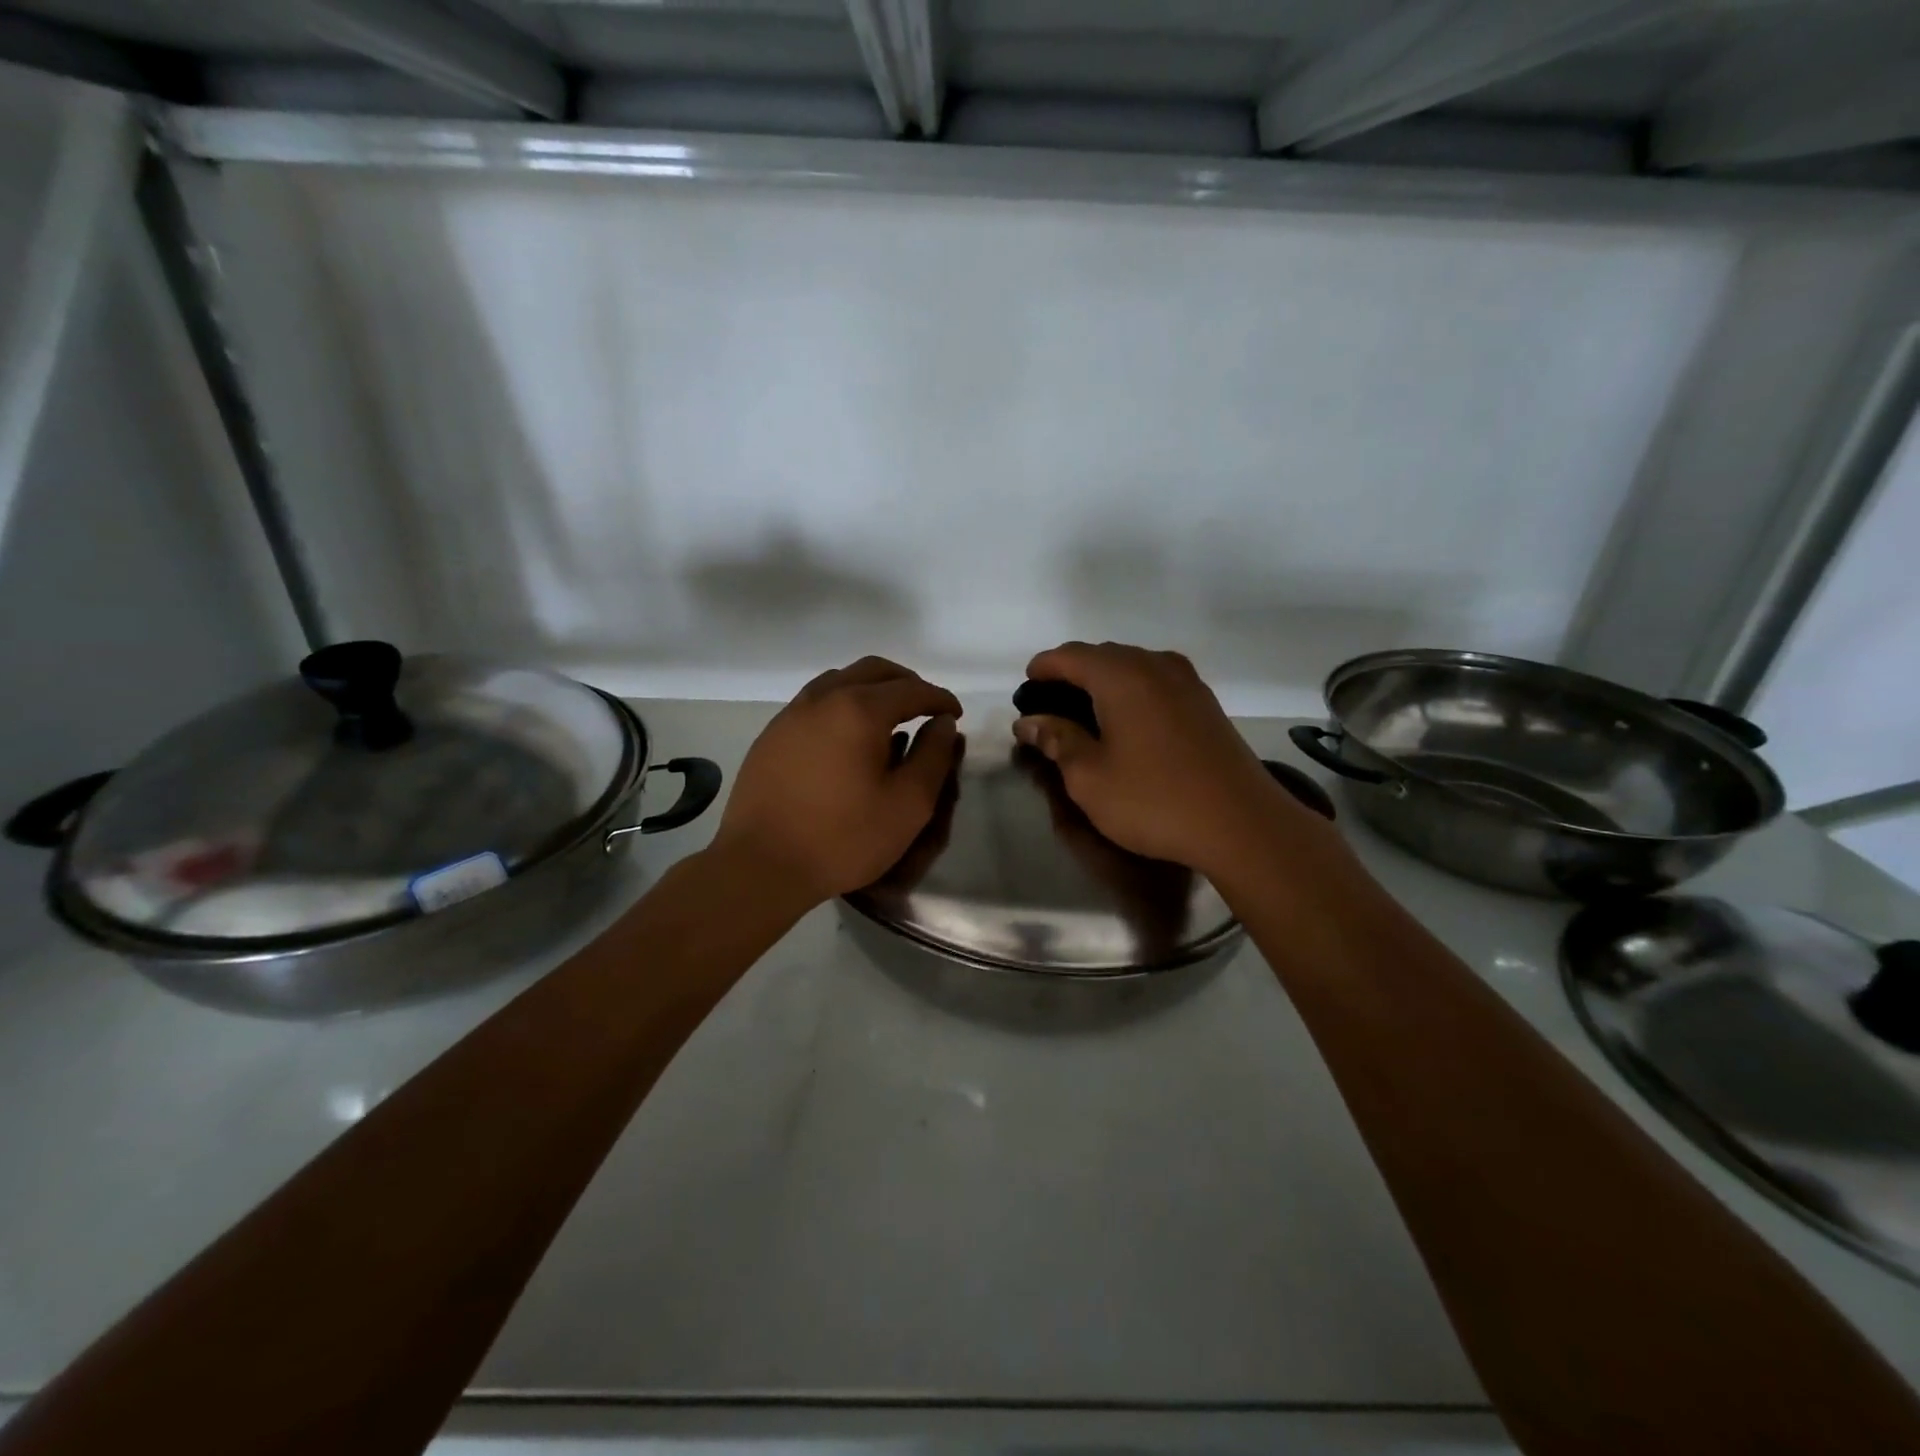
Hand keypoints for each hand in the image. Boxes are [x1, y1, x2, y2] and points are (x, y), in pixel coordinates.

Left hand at [712, 656, 961, 904]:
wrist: (761, 865)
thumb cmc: (843, 838)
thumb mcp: (908, 804)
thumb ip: (933, 757)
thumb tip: (943, 723)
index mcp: (860, 710)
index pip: (912, 689)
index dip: (940, 699)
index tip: (955, 715)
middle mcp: (824, 698)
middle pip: (874, 671)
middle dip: (907, 683)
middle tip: (925, 708)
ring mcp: (792, 714)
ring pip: (840, 679)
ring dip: (871, 688)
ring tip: (888, 717)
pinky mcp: (772, 734)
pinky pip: (815, 701)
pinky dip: (842, 703)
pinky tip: (847, 736)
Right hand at [1014, 641, 1327, 878]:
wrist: (1241, 824)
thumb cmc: (1154, 800)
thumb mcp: (1090, 777)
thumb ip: (1056, 740)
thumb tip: (1029, 721)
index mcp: (1121, 676)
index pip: (1069, 656)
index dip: (1042, 668)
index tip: (1025, 690)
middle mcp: (1154, 665)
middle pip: (1102, 655)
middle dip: (1072, 673)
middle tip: (1051, 707)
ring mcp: (1186, 681)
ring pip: (1133, 666)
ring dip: (1104, 681)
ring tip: (1086, 714)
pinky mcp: (1206, 702)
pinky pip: (1157, 681)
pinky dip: (1132, 691)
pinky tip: (1127, 722)